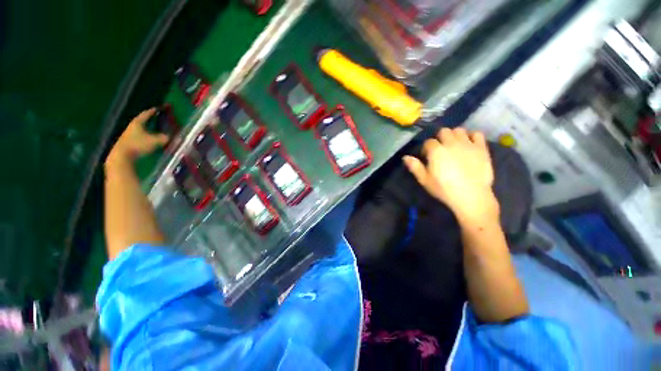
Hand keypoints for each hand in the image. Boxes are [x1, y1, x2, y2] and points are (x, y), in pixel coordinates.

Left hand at [106, 108, 168, 164]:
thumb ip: (165, 138)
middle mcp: (133, 126)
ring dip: (148, 129)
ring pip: (141, 128)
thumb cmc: (138, 145)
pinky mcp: (128, 142)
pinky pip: (140, 135)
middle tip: (159, 119)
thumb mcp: (155, 141)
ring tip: (156, 130)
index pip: (146, 114)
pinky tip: (150, 139)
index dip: (153, 111)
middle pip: (143, 121)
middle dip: (151, 120)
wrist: (122, 156)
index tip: (159, 108)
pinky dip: (146, 135)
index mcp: (138, 122)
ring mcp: (129, 134)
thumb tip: (174, 137)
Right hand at [403, 128, 498, 223]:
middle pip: (444, 131)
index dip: (426, 148)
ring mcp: (468, 144)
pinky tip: (469, 144)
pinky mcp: (481, 148)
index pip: (428, 142)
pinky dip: (472, 136)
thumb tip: (405, 157)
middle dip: (440, 138)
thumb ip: (415, 167)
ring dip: (454, 135)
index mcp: (436, 151)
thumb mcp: (424, 180)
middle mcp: (451, 143)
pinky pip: (477, 134)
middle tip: (440, 150)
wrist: (471, 196)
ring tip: (454, 146)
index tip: (427, 157)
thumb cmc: (444, 189)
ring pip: (459, 130)